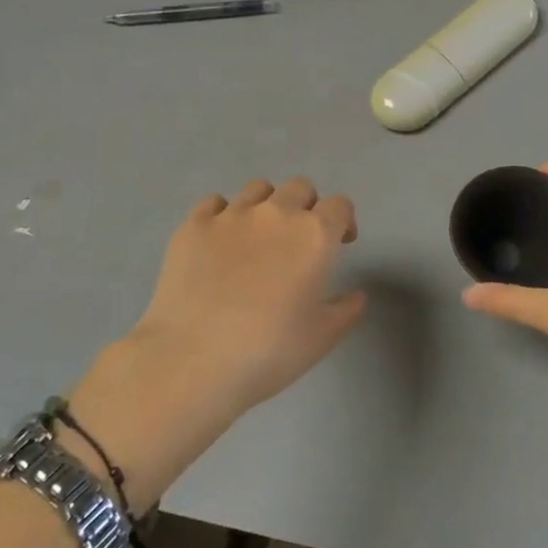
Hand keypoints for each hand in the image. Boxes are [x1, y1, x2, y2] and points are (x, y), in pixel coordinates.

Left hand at [134, 177, 365, 408]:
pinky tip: (219, 240)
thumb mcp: (321, 338)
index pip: (339, 205)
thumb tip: (355, 296)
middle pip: (300, 187)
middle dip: (306, 206)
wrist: (192, 359)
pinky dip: (223, 214)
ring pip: (257, 188)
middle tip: (299, 239)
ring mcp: (230, 215)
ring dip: (267, 204)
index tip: (340, 243)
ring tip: (259, 235)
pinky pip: (214, 203)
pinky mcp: (192, 226)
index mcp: (314, 235)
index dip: (344, 221)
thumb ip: (346, 310)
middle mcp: (275, 214)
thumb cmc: (269, 351)